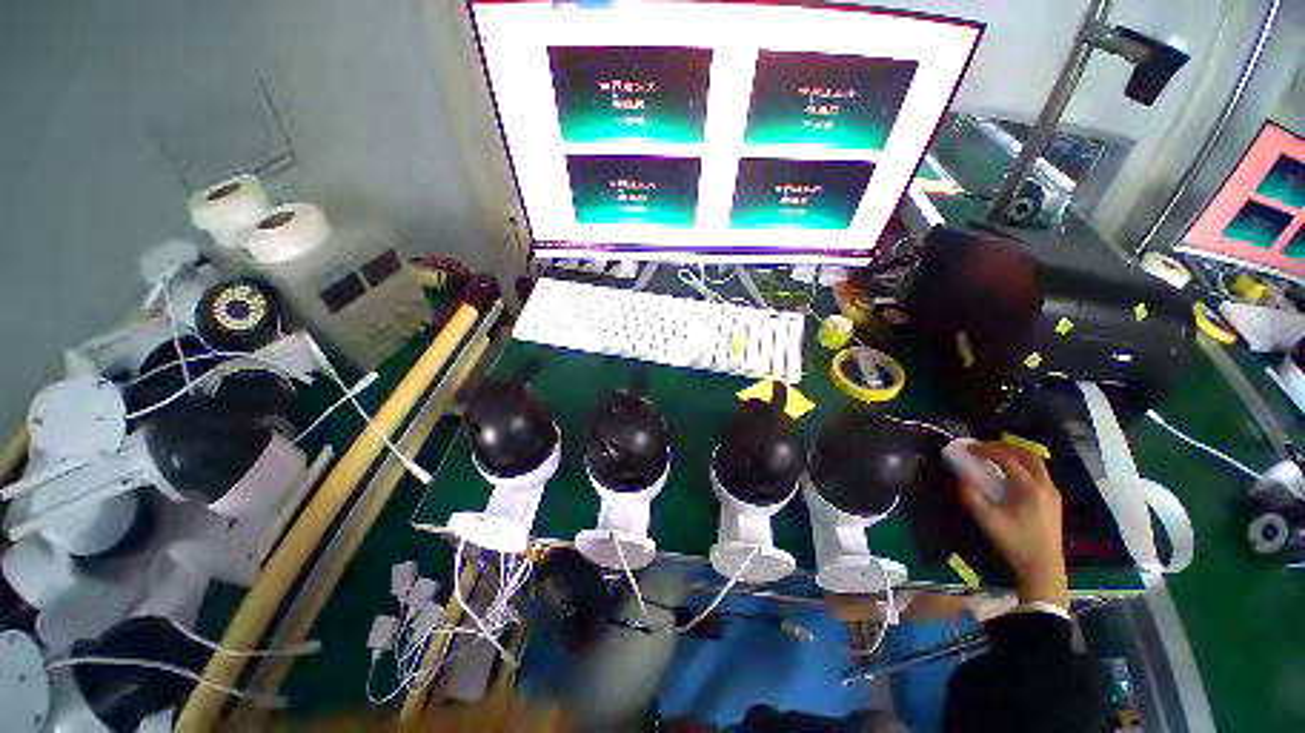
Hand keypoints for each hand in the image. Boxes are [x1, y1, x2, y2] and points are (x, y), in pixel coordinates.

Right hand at [956, 442, 1069, 610]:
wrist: (1043, 567)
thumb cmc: (1014, 543)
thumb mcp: (987, 520)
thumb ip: (971, 496)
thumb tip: (960, 475)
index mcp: (1030, 488)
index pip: (1007, 459)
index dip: (986, 450)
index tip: (968, 448)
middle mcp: (1045, 486)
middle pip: (1027, 454)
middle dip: (1004, 446)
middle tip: (984, 447)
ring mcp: (1052, 493)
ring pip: (1037, 463)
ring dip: (1015, 454)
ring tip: (995, 456)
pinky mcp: (1054, 500)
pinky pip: (1039, 473)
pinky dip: (1023, 465)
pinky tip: (1010, 473)